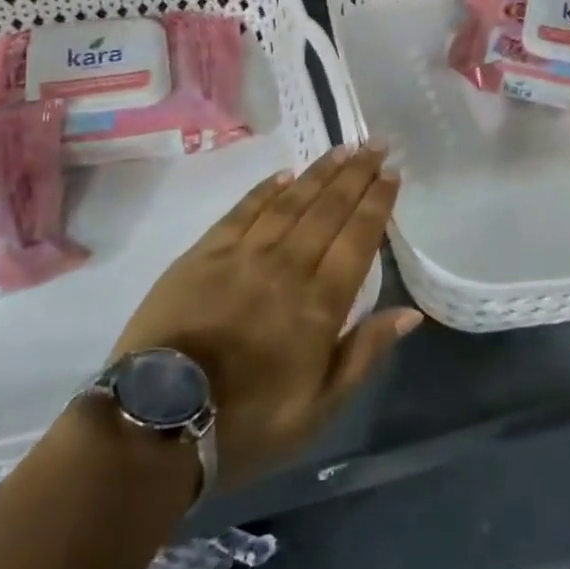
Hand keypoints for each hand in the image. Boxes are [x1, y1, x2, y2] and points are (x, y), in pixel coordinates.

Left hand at [109, 142, 421, 486]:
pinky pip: (243, 210)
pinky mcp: (204, 253)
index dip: (377, 203)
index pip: (358, 238)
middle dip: (356, 174)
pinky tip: (284, 174)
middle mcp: (287, 267)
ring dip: (319, 172)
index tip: (392, 174)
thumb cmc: (247, 423)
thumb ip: (363, 354)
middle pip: (328, 209)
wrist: (159, 418)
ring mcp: (243, 255)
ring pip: (290, 202)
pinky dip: (266, 189)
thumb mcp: (318, 409)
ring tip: (342, 149)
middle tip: (375, 145)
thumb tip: (410, 313)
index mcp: (319, 305)